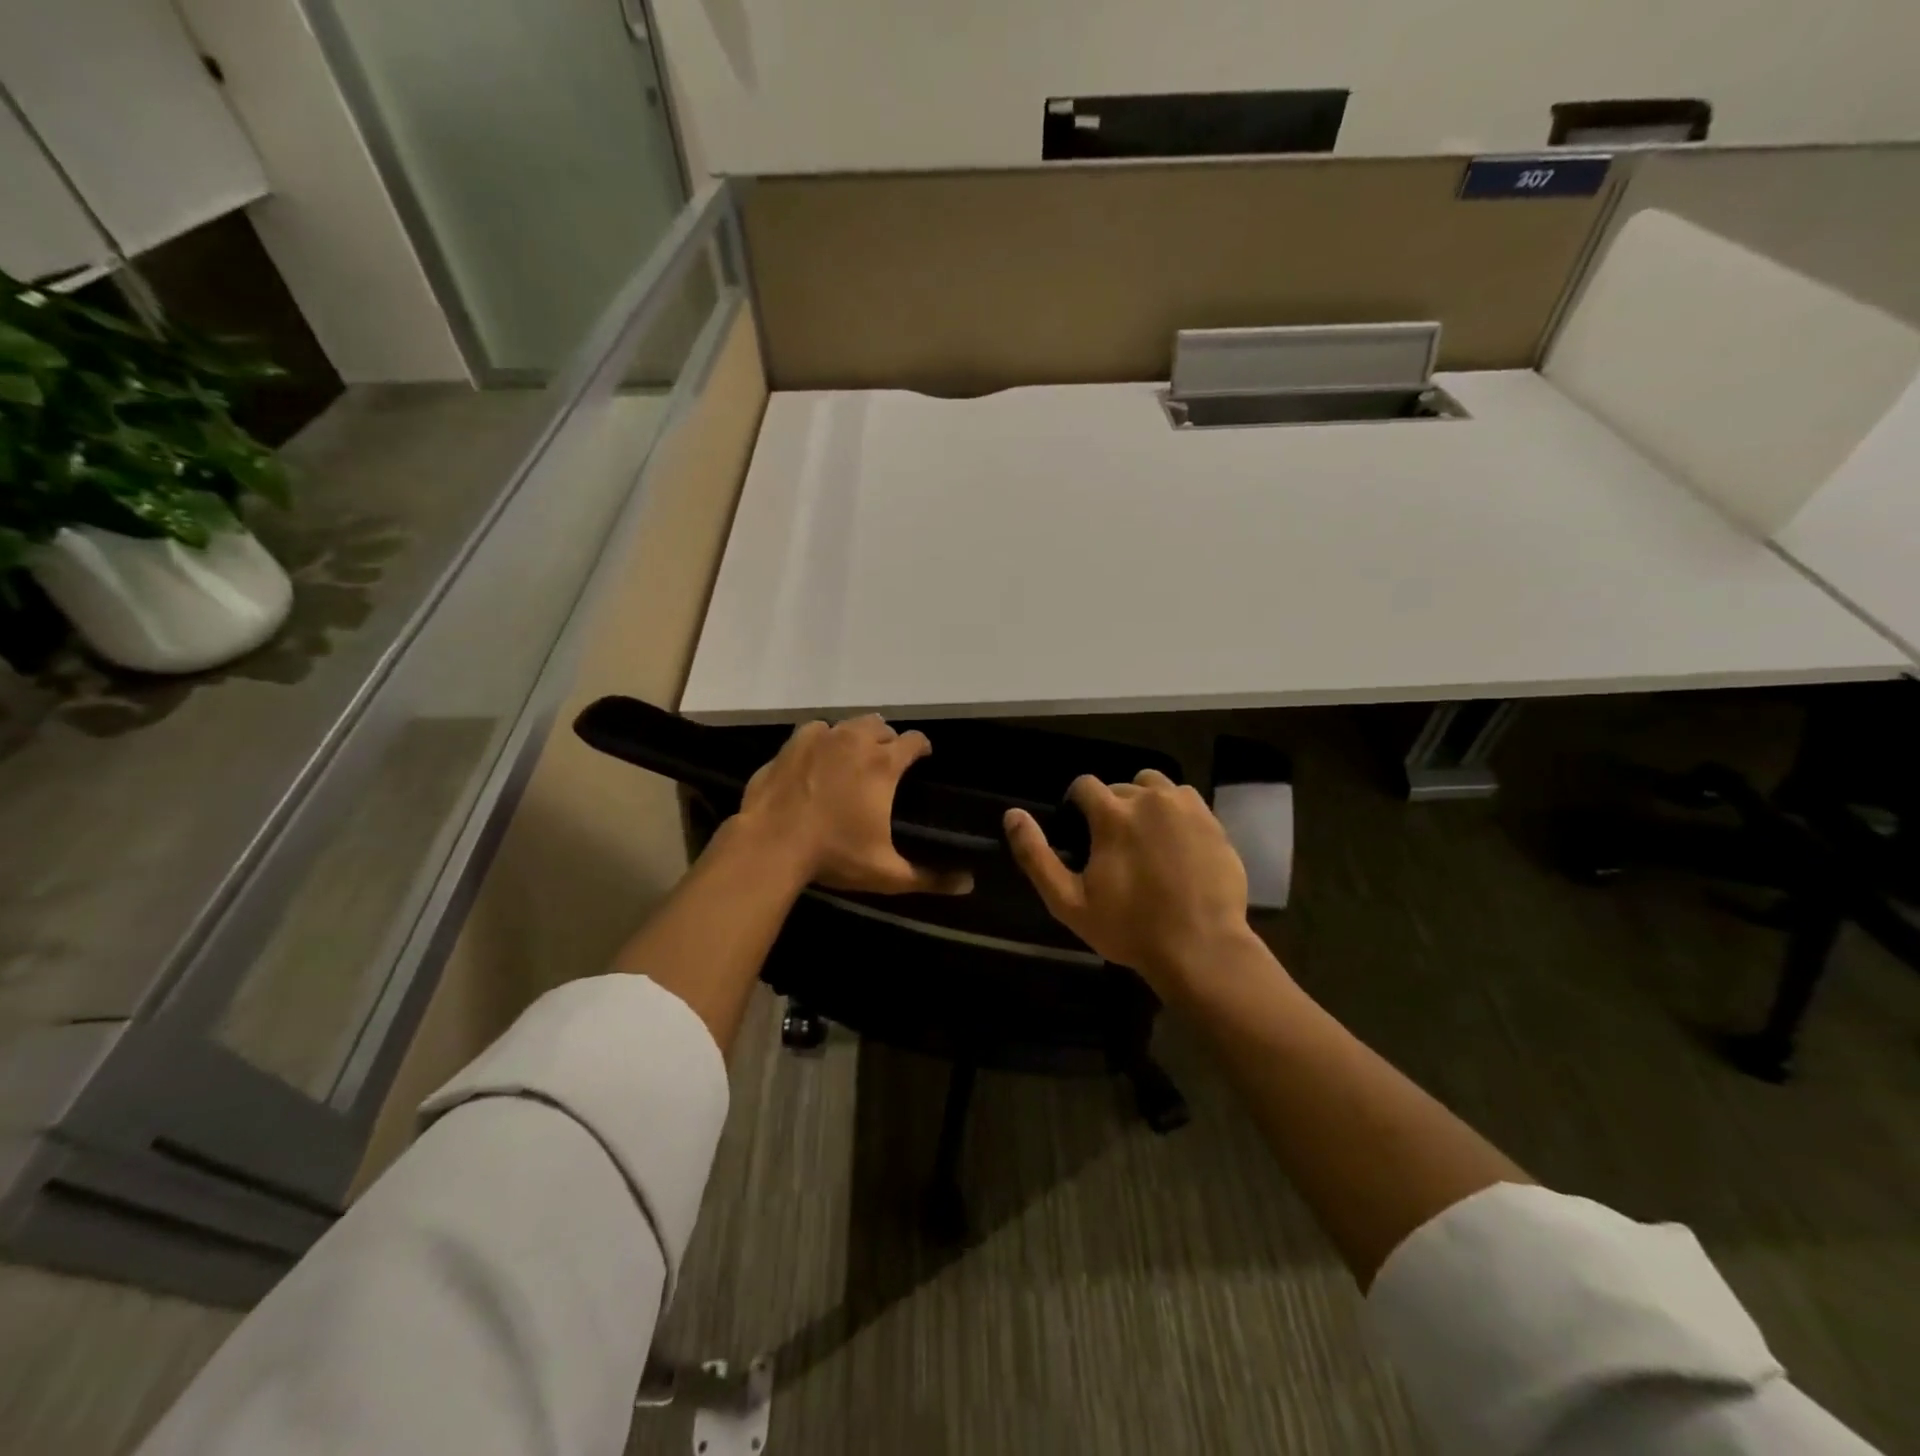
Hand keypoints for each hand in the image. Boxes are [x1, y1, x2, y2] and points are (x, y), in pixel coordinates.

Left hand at [734, 715, 972, 895]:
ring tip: (854, 756)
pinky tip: (820, 756)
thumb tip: (969, 885)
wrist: (771, 845)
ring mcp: (821, 738)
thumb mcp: (886, 873)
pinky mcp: (792, 744)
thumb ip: (929, 878)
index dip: (921, 747)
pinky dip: (824, 738)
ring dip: (857, 735)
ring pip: (849, 724)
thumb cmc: (834, 855)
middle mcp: (855, 741)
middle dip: (888, 740)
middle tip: (886, 762)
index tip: (922, 758)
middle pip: (881, 726)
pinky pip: (816, 729)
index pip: (914, 740)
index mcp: (883, 764)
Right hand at [1006, 770, 1254, 991]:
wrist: (1202, 948)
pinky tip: (1174, 844)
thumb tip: (1012, 815)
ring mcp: (1186, 808)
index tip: (1080, 831)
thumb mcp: (1068, 902)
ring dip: (1144, 802)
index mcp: (1113, 814)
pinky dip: (1175, 813)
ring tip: (1144, 837)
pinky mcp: (1213, 822)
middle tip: (1113, 845)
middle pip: (1121, 785)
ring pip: (1156, 786)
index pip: (1084, 784)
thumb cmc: (1129, 928)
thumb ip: (1036, 855)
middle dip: (1111, 807)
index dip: (1076, 805)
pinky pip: (1186, 801)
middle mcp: (1150, 798)